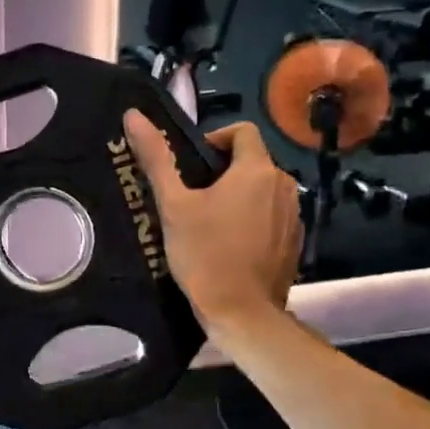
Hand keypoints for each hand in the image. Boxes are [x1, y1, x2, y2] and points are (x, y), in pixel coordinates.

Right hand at [122, 111, 302, 334]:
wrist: (242, 314)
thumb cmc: (205, 254)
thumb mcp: (174, 205)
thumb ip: (157, 158)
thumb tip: (133, 115)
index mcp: (257, 170)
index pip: (242, 131)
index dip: (215, 139)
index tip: (193, 165)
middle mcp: (284, 186)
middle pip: (252, 161)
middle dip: (223, 171)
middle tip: (192, 197)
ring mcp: (295, 216)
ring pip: (263, 189)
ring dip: (239, 195)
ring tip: (209, 221)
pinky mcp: (295, 242)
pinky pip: (272, 216)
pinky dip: (253, 219)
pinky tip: (230, 244)